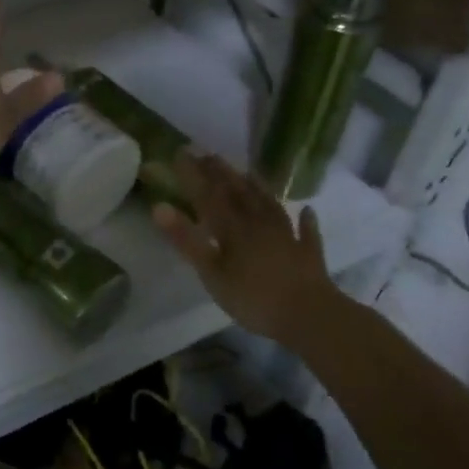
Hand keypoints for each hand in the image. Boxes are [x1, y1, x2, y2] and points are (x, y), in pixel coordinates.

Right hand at [152, 151, 341, 340]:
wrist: (311, 317)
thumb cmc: (254, 298)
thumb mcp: (211, 272)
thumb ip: (186, 240)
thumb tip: (158, 207)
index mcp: (233, 228)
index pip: (209, 194)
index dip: (194, 174)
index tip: (182, 152)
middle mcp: (259, 224)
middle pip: (239, 193)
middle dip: (222, 174)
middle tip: (209, 155)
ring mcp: (287, 237)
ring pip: (269, 205)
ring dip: (257, 188)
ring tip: (248, 172)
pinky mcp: (308, 255)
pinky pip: (306, 233)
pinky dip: (305, 221)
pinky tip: (307, 211)